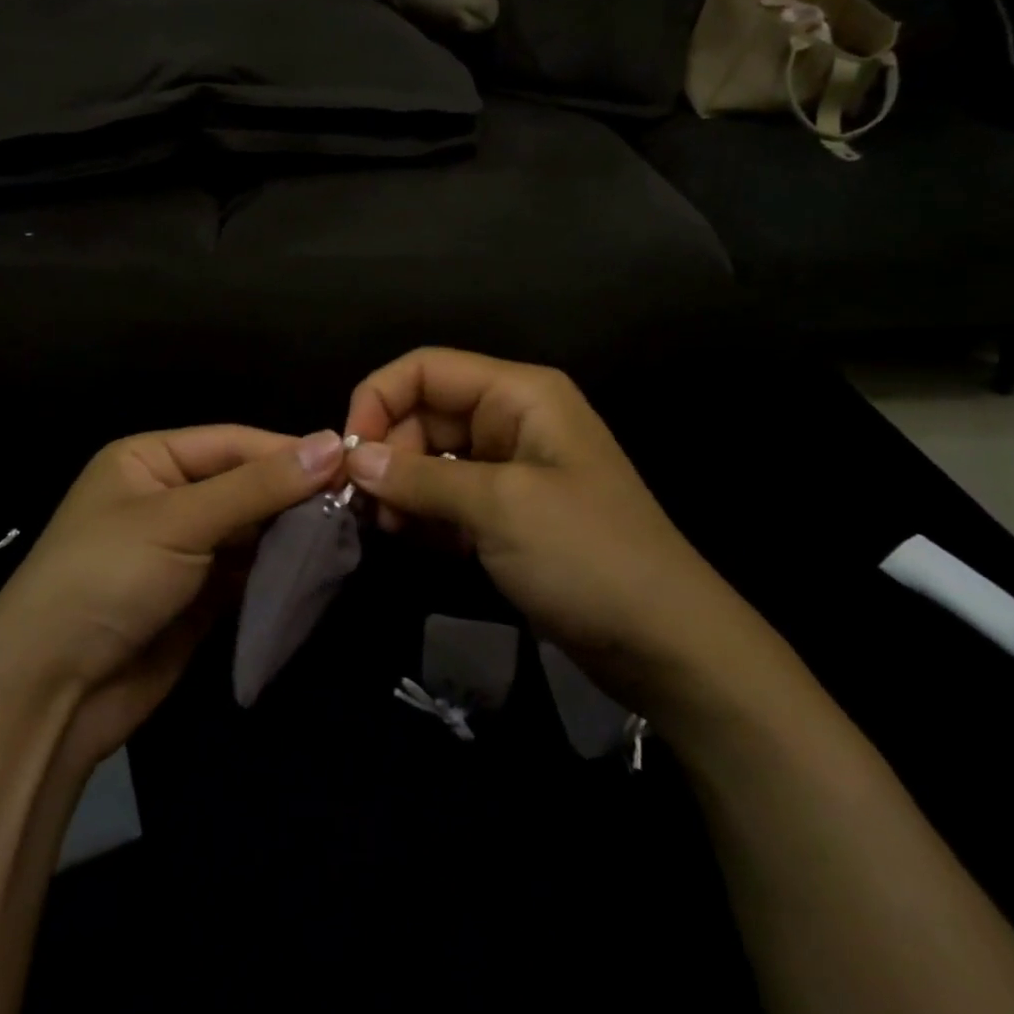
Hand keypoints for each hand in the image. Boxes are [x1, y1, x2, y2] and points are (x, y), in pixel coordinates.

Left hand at [0, 425, 346, 772]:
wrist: (52, 693)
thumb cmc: (107, 578)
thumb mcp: (181, 520)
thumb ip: (258, 485)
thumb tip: (332, 443)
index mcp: (151, 459)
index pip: (234, 443)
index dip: (289, 451)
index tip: (350, 461)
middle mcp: (170, 496)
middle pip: (247, 484)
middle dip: (295, 493)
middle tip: (358, 501)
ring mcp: (186, 548)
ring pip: (253, 528)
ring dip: (293, 532)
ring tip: (349, 531)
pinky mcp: (200, 595)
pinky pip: (250, 569)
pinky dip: (280, 568)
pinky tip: (319, 565)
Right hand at [343, 348, 744, 675]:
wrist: (665, 644)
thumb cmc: (587, 556)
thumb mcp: (499, 507)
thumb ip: (420, 477)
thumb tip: (352, 459)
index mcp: (519, 393)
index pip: (426, 369)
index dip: (378, 399)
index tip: (348, 455)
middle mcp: (511, 419)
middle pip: (424, 412)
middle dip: (388, 452)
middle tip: (363, 505)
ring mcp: (509, 467)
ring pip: (430, 456)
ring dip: (400, 487)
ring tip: (388, 530)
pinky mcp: (506, 512)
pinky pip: (447, 496)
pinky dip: (423, 513)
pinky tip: (411, 542)